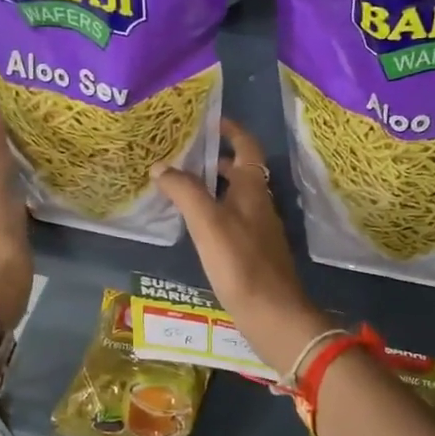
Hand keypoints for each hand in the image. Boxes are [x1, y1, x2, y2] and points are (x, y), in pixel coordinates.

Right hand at [152, 120, 330, 374]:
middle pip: (241, 172)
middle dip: (214, 159)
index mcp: (254, 189)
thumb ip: (185, 191)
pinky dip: (213, 213)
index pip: (247, 147)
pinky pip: (231, 221)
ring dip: (211, 187)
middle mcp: (260, 204)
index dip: (231, 130)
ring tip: (178, 188)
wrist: (273, 316)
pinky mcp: (254, 254)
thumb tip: (161, 166)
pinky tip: (193, 227)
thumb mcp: (208, 223)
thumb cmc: (241, 263)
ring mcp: (259, 231)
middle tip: (182, 155)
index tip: (209, 120)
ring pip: (235, 198)